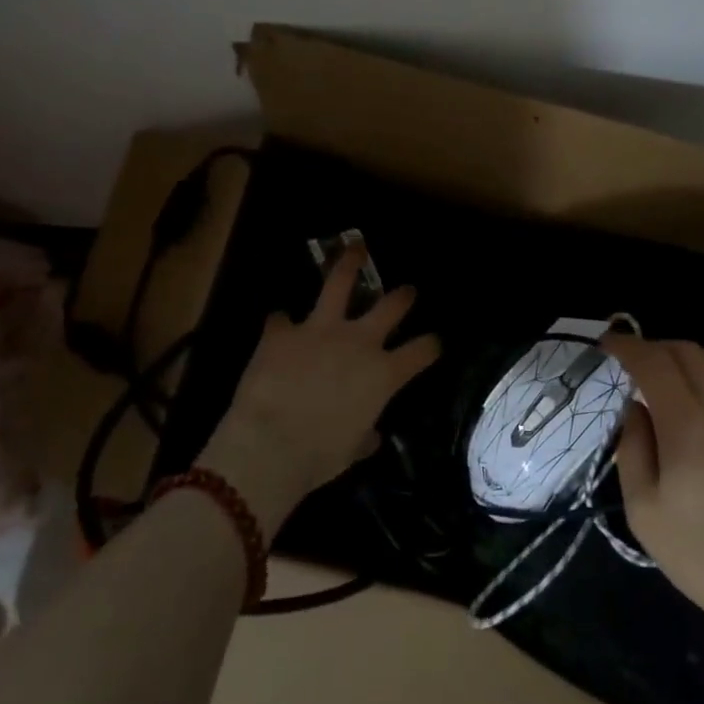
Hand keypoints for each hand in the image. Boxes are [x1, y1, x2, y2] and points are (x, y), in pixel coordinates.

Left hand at [197, 249, 440, 538]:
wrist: (269, 446)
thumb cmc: (319, 457)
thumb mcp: (351, 450)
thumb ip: (365, 436)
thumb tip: (371, 436)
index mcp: (383, 374)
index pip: (422, 351)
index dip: (431, 345)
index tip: (434, 342)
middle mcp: (358, 342)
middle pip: (390, 306)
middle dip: (403, 296)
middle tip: (408, 290)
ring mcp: (319, 330)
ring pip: (340, 283)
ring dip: (348, 263)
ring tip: (354, 246)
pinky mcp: (282, 331)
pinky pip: (280, 318)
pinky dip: (281, 323)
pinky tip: (278, 324)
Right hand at [603, 336, 703, 664]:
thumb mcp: (645, 511)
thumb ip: (633, 449)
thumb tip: (634, 408)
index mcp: (687, 422)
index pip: (652, 361)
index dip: (625, 345)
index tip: (605, 345)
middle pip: (684, 350)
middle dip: (651, 348)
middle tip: (629, 365)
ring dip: (683, 355)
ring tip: (664, 376)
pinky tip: (703, 394)